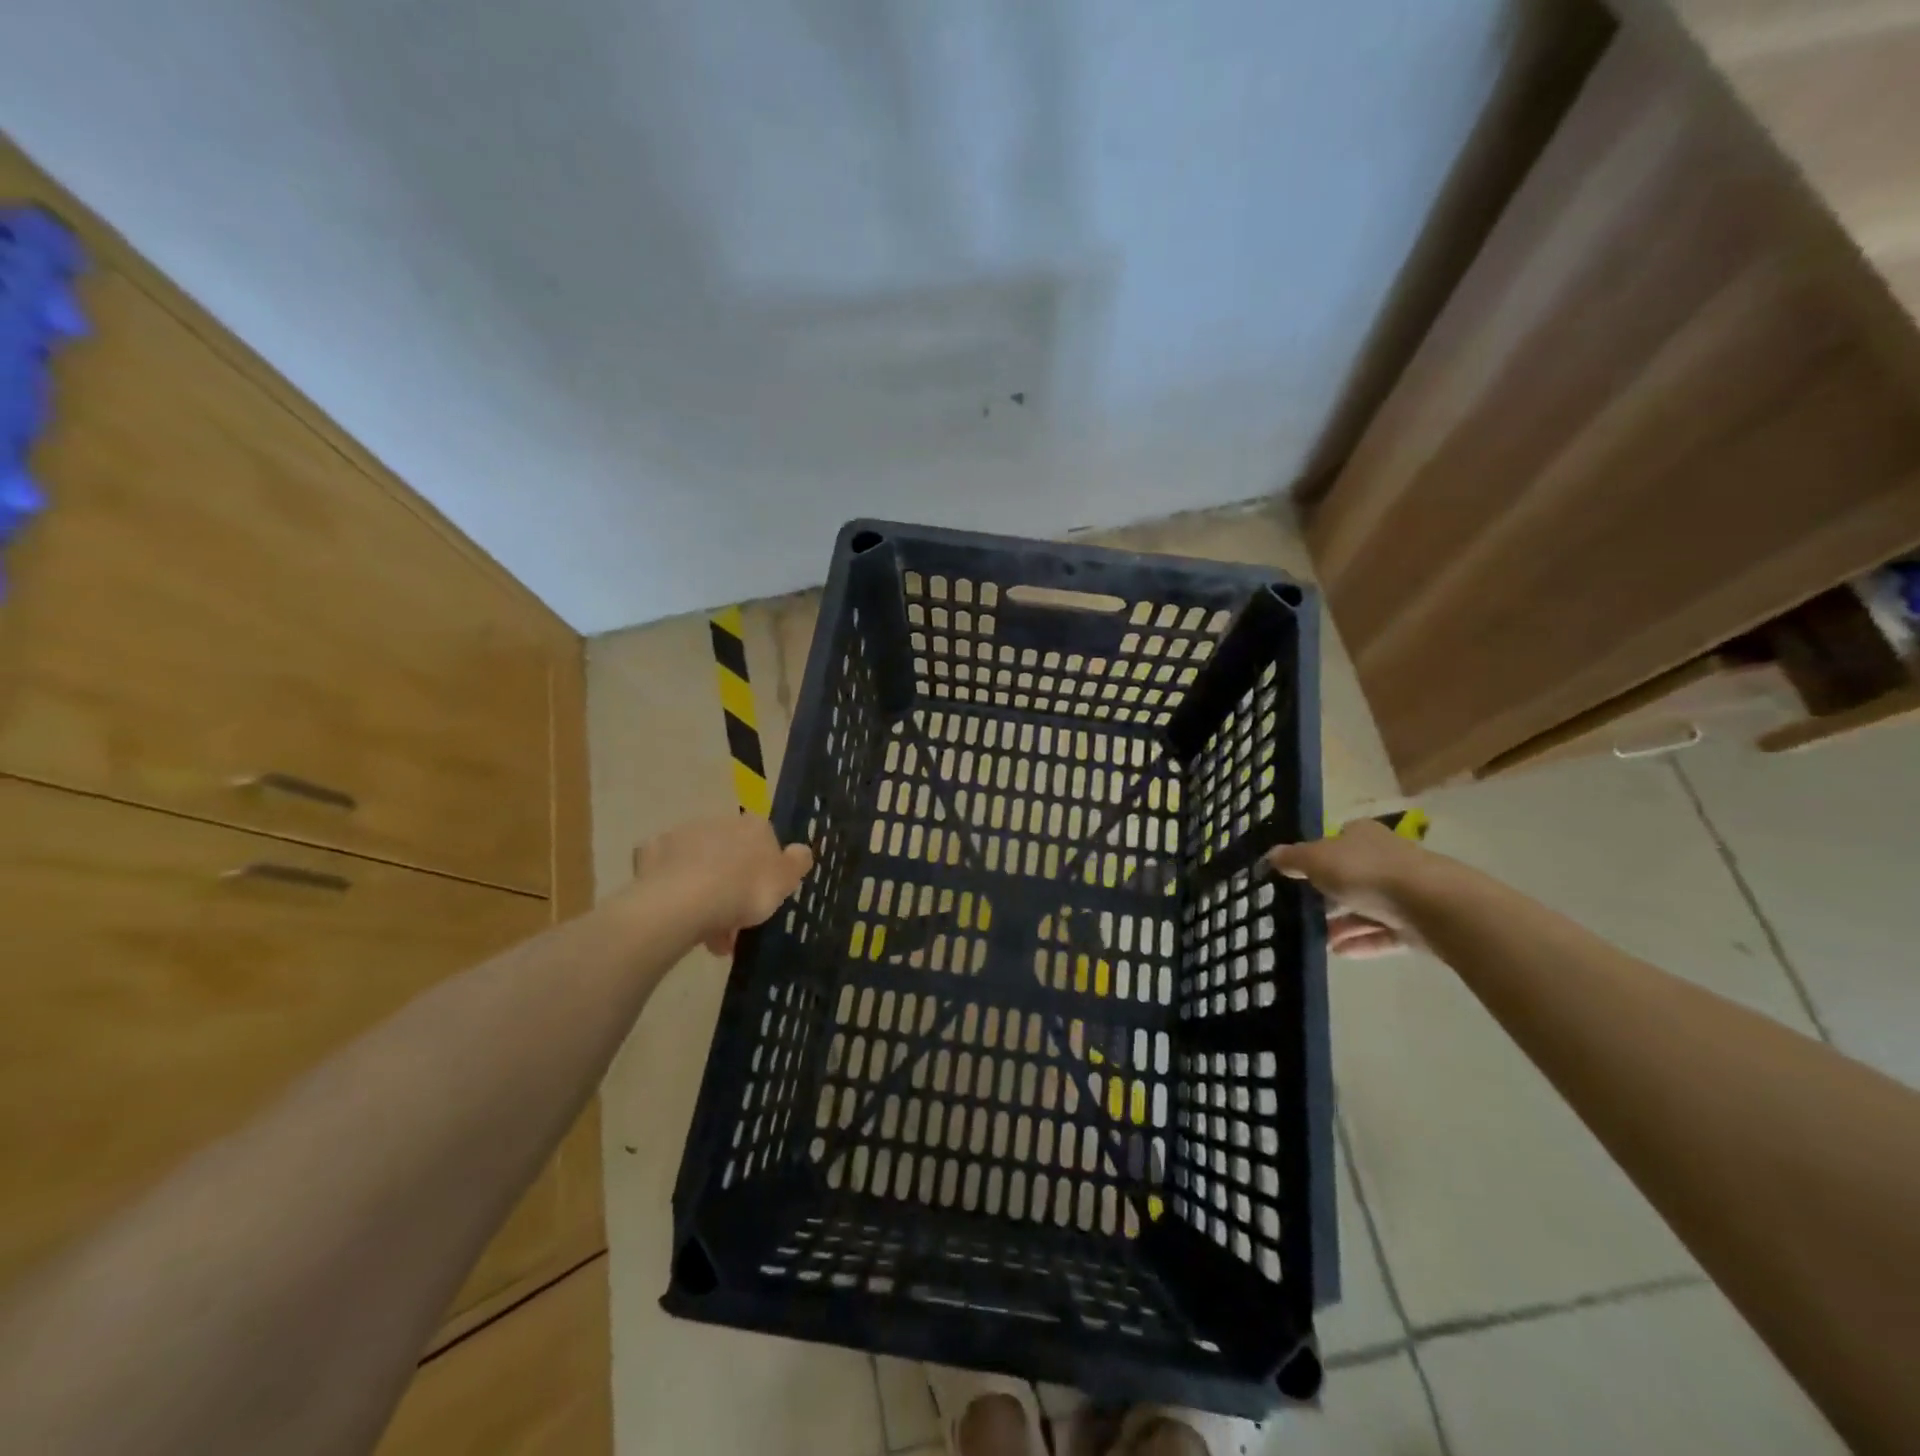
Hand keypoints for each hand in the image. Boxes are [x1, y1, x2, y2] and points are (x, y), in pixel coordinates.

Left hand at [632, 816, 813, 954]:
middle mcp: (718, 822)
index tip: (762, 899)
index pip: (765, 841)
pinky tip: (674, 912)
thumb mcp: (786, 880)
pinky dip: (670, 887)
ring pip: (697, 865)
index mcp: (754, 827)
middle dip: (731, 887)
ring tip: (705, 935)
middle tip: (733, 926)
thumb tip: (801, 850)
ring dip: (703, 893)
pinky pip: (665, 871)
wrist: (685, 902)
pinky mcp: (650, 852)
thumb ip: (798, 862)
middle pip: (729, 855)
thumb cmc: (744, 891)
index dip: (764, 871)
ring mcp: (682, 835)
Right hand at [1267, 819, 1437, 957]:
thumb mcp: (1317, 860)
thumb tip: (1271, 855)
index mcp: (1363, 835)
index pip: (1336, 840)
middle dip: (1328, 895)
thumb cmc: (1367, 872)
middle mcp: (1386, 858)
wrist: (1433, 905)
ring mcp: (1405, 892)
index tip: (1298, 876)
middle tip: (1303, 911)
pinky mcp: (1418, 924)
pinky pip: (1383, 933)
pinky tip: (1338, 952)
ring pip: (1367, 907)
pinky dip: (1361, 942)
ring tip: (1318, 939)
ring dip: (1342, 923)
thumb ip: (1293, 859)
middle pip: (1351, 875)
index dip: (1316, 856)